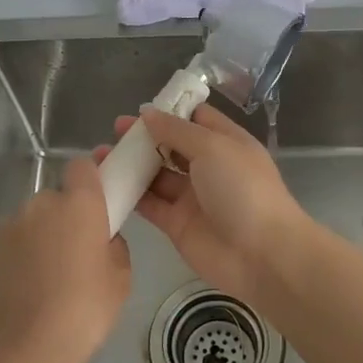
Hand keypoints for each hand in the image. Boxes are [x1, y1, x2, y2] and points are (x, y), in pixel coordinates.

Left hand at [0, 157, 131, 362]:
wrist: (27, 349)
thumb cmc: (85, 311)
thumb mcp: (121, 278)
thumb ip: (113, 244)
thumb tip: (100, 239)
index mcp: (79, 204)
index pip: (82, 166)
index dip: (90, 179)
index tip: (97, 202)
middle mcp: (40, 204)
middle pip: (55, 199)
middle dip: (64, 218)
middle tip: (74, 255)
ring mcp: (7, 225)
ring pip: (30, 221)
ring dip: (38, 237)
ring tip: (44, 278)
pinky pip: (8, 242)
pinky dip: (15, 257)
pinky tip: (22, 289)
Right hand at [94, 103, 313, 302]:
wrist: (261, 254)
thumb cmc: (242, 189)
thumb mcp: (213, 147)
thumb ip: (177, 130)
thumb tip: (148, 113)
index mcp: (226, 142)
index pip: (196, 118)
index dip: (170, 110)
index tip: (140, 107)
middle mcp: (209, 167)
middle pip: (171, 145)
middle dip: (144, 137)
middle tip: (114, 130)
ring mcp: (192, 197)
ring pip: (156, 175)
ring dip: (132, 164)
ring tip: (101, 154)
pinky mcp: (177, 224)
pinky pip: (149, 204)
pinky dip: (129, 194)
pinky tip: (105, 183)